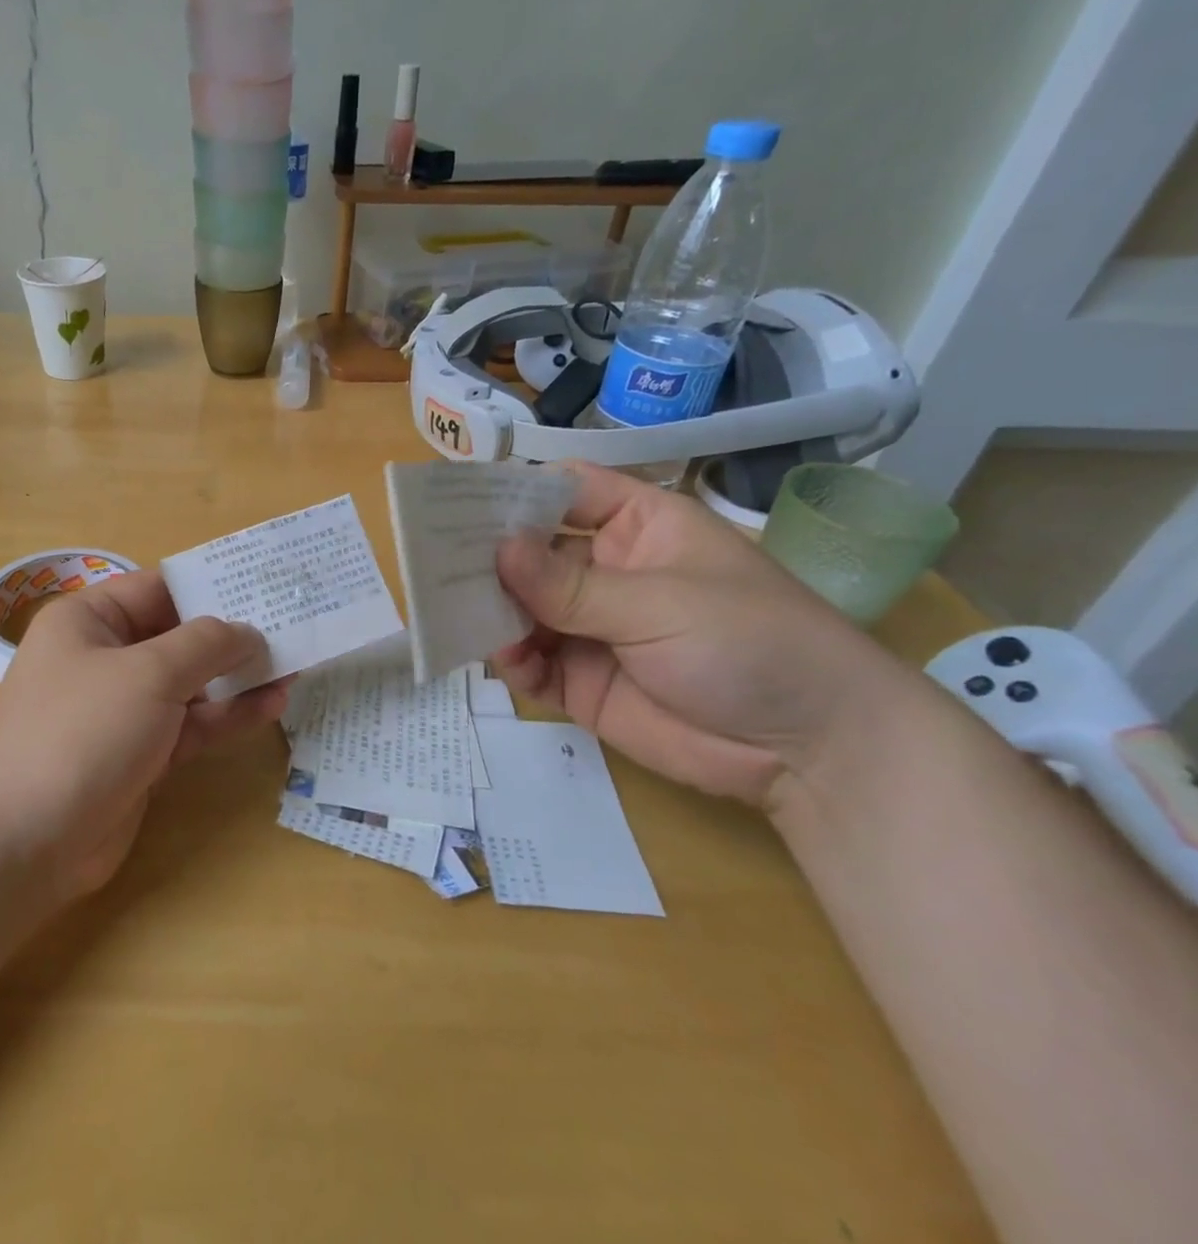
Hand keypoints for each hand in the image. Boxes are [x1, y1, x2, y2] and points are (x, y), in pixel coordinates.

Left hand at [0, 571, 289, 898]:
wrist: (25, 839)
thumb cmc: (82, 730)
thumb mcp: (149, 672)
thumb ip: (206, 644)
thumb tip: (248, 632)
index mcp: (90, 620)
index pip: (159, 588)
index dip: (211, 586)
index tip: (264, 586)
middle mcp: (104, 658)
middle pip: (178, 636)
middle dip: (232, 635)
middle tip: (292, 627)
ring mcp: (123, 709)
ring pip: (190, 684)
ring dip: (237, 678)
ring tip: (294, 665)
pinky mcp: (140, 754)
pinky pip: (190, 725)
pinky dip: (227, 716)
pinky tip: (271, 704)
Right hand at [489, 464, 918, 808]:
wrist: (808, 751)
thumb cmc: (751, 644)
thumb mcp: (660, 603)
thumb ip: (571, 585)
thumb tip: (496, 550)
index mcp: (637, 529)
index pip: (566, 492)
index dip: (516, 492)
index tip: (459, 502)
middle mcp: (605, 573)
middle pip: (531, 553)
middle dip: (488, 558)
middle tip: (434, 564)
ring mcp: (589, 629)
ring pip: (522, 610)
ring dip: (493, 613)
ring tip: (457, 616)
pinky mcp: (579, 682)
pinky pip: (531, 664)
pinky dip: (513, 662)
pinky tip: (509, 662)